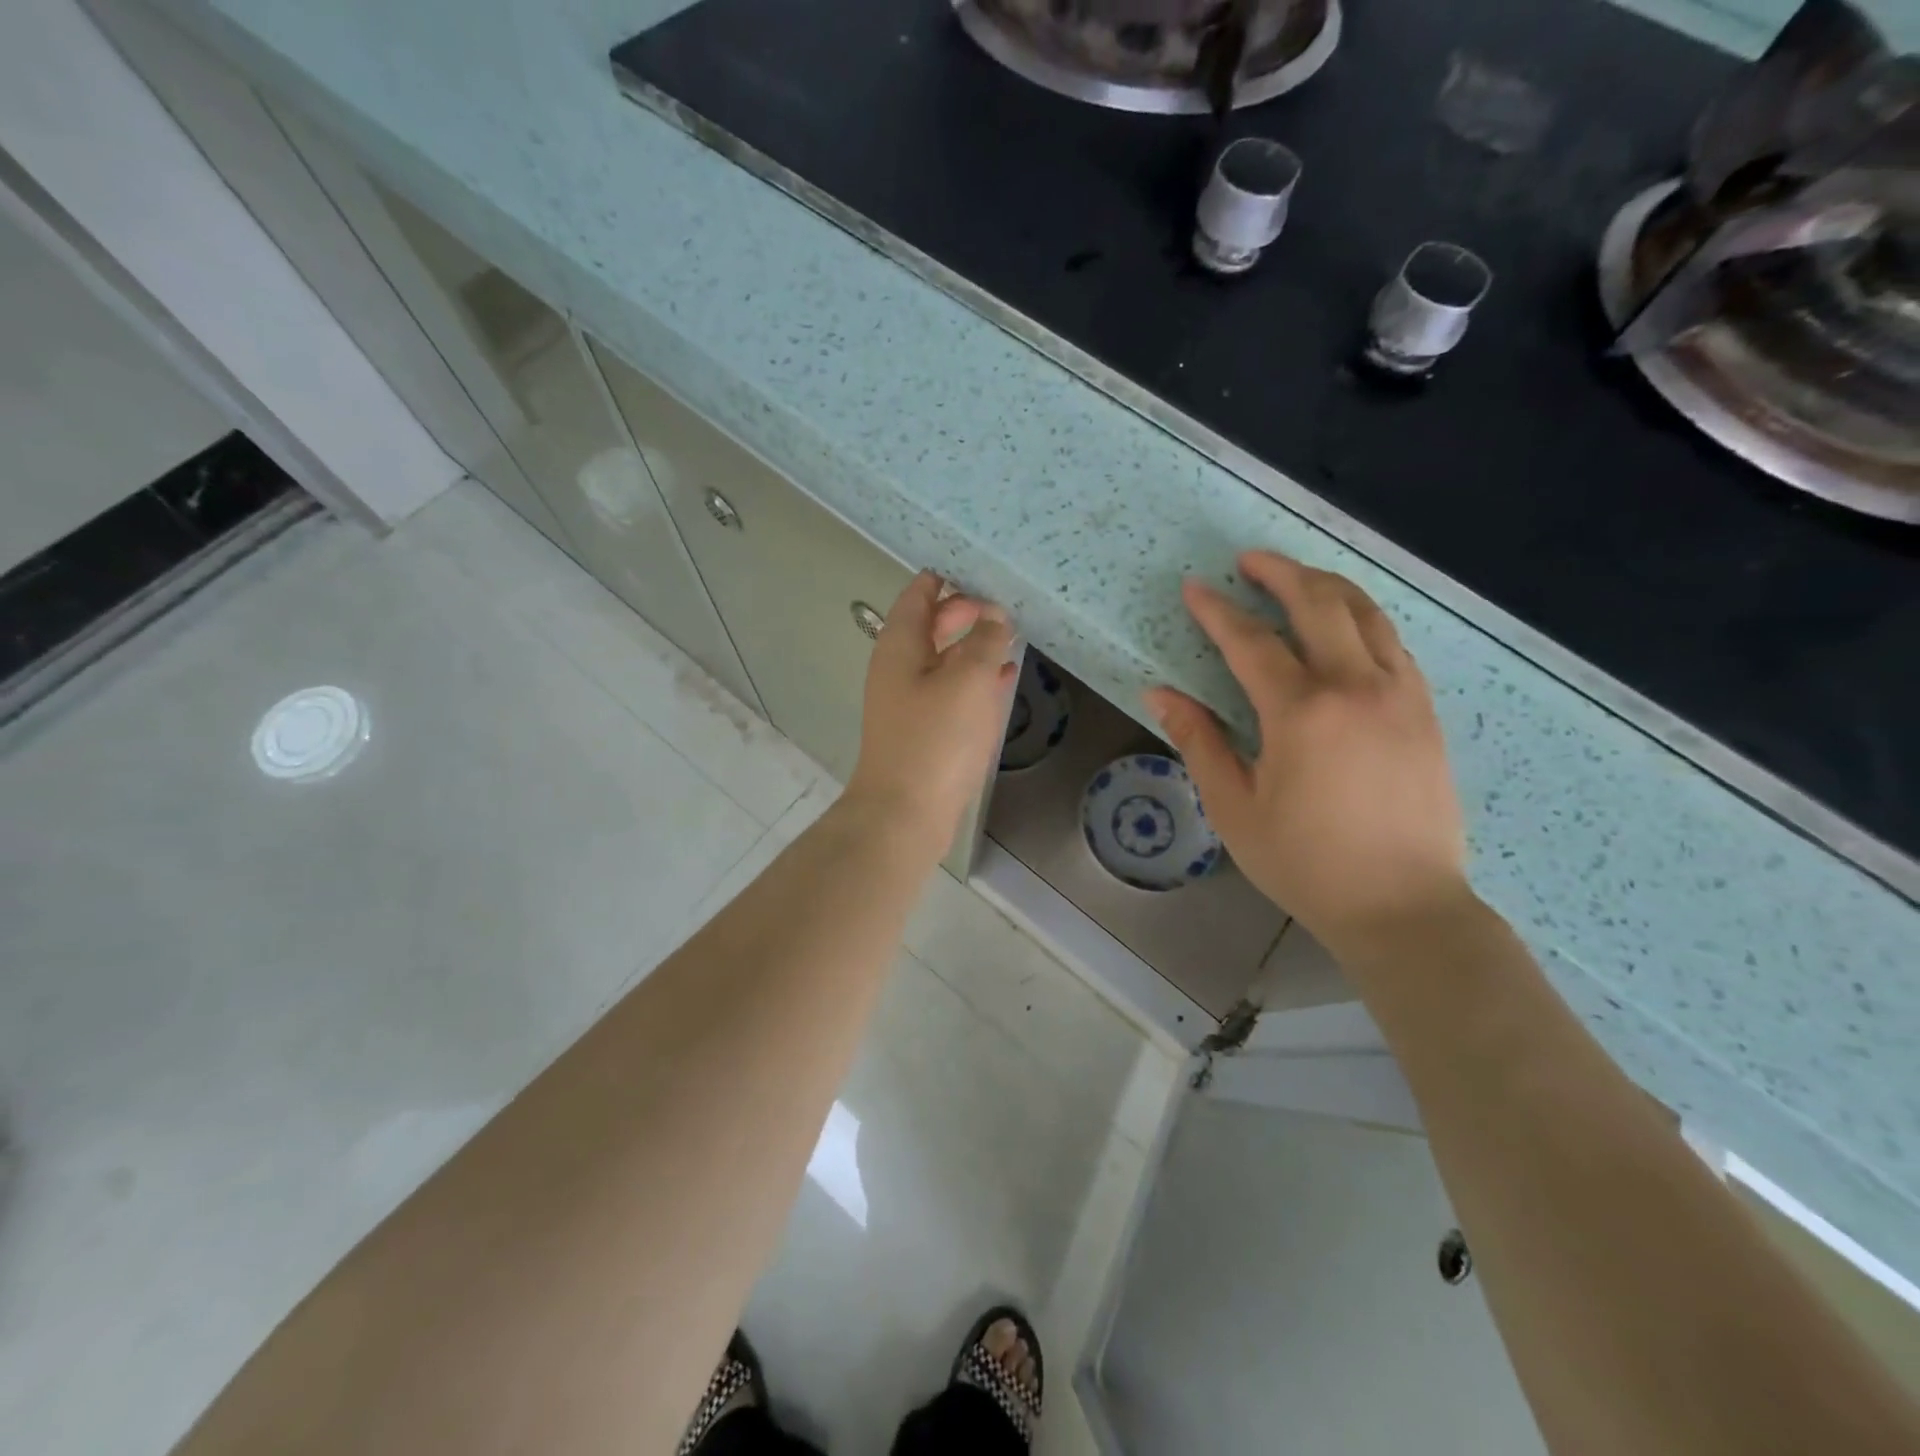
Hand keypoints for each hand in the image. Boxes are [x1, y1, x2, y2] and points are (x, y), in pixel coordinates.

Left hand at [844, 571, 1016, 852]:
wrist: (905, 812)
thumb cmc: (935, 738)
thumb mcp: (969, 679)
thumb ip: (985, 639)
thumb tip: (994, 615)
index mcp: (900, 645)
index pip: (919, 594)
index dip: (947, 578)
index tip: (981, 569)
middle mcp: (900, 668)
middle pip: (931, 625)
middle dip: (965, 612)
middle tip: (1004, 606)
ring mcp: (911, 701)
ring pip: (945, 659)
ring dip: (974, 646)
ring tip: (1011, 635)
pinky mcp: (925, 730)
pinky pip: (953, 691)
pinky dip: (976, 679)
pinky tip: (1005, 678)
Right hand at [1145, 551, 1471, 958]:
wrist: (1404, 906)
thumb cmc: (1306, 863)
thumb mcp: (1234, 808)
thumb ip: (1199, 741)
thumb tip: (1160, 694)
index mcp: (1302, 712)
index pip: (1252, 642)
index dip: (1217, 611)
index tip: (1194, 587)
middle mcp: (1356, 687)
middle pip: (1319, 603)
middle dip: (1279, 573)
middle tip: (1248, 560)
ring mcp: (1400, 694)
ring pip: (1366, 613)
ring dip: (1326, 585)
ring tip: (1295, 577)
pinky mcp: (1424, 710)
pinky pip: (1393, 642)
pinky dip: (1362, 618)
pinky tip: (1344, 625)